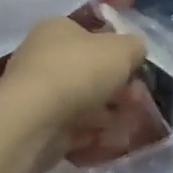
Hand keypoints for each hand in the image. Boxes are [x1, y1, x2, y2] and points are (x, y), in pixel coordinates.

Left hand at [0, 17, 146, 129]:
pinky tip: (110, 142)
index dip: (120, 54)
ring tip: (128, 129)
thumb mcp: (122, 49)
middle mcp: (43, 56)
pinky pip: (73, 127)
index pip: (93, 36)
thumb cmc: (79, 71)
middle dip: (119, 90)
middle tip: (137, 103)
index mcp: (57, 29)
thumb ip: (135, 47)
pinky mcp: (37, 125)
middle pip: (91, 72)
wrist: (34, 120)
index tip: (138, 73)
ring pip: (84, 102)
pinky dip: (93, 135)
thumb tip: (135, 52)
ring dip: (109, 115)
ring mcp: (38, 93)